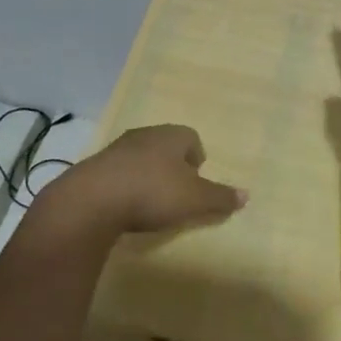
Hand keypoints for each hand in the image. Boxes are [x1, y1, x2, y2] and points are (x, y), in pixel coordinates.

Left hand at [41, 124, 246, 238]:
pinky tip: (125, 206)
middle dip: (173, 166)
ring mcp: (118, 148)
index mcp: (173, 135)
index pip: (192, 138)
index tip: (196, 182)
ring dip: (147, 175)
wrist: (93, 199)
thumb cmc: (153, 192)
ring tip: (150, 202)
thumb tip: (247, 195)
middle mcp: (147, 134)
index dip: (197, 159)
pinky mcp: (97, 166)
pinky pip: (120, 171)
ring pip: (142, 157)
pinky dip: (126, 184)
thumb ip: (220, 197)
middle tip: (176, 193)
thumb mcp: (194, 200)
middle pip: (166, 146)